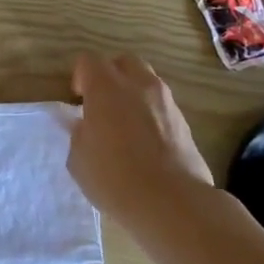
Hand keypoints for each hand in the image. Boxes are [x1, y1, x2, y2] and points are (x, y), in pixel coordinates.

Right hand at [67, 54, 214, 224]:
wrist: (172, 203)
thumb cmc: (115, 178)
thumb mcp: (79, 158)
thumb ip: (79, 133)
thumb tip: (84, 124)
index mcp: (106, 88)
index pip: (89, 60)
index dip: (80, 76)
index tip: (78, 100)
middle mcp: (138, 85)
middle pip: (123, 62)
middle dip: (110, 75)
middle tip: (101, 103)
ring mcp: (166, 102)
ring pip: (147, 81)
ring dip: (133, 93)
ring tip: (124, 123)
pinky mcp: (185, 122)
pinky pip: (162, 105)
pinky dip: (150, 113)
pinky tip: (145, 141)